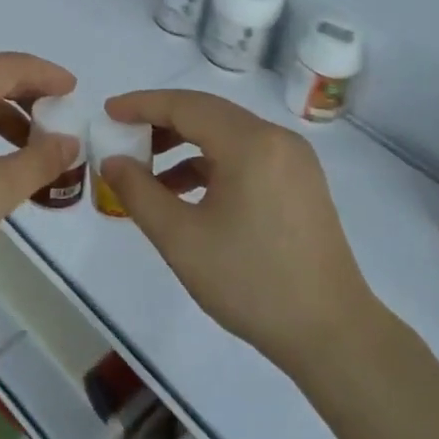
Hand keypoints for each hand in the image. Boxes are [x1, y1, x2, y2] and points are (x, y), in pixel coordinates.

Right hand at [98, 89, 378, 374]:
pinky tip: (186, 194)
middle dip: (161, 122)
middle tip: (123, 138)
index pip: (186, 106)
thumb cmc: (250, 282)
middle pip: (208, 114)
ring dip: (185, 145)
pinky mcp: (300, 183)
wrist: (330, 332)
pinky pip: (246, 157)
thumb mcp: (181, 239)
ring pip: (228, 135)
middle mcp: (277, 139)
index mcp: (250, 144)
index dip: (142, 105)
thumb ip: (139, 192)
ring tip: (147, 171)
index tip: (108, 112)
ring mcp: (294, 161)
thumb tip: (112, 161)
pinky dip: (211, 165)